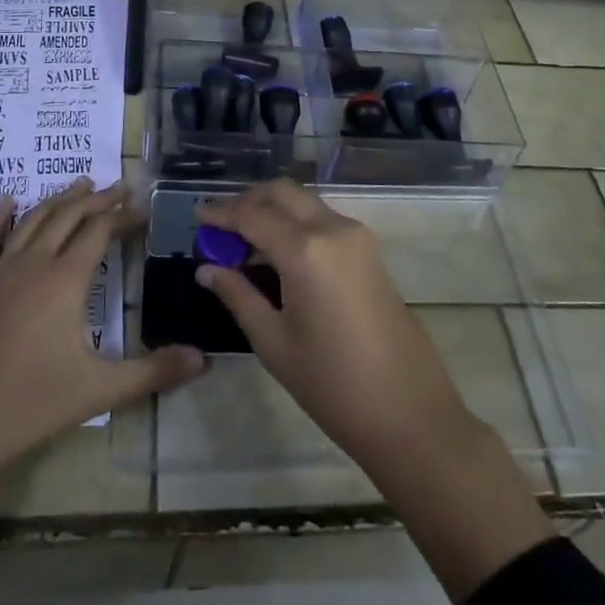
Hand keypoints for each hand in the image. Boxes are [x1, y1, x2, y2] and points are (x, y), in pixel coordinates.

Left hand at [0, 179, 204, 471]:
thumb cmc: (32, 405)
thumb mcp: (100, 390)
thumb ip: (153, 371)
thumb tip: (204, 359)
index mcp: (65, 280)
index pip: (100, 232)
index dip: (123, 216)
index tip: (142, 210)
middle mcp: (33, 264)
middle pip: (68, 217)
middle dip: (95, 200)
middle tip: (118, 188)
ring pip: (32, 221)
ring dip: (57, 200)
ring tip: (78, 185)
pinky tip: (7, 201)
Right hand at [192, 179, 476, 472]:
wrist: (408, 412)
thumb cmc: (332, 384)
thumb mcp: (273, 342)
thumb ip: (237, 295)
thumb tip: (207, 268)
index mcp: (306, 250)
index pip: (252, 215)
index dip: (221, 213)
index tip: (196, 216)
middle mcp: (333, 228)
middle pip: (282, 193)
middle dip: (248, 201)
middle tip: (219, 226)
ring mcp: (357, 236)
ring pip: (305, 202)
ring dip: (273, 210)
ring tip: (243, 242)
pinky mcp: (369, 250)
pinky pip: (323, 219)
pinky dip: (295, 223)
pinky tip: (277, 253)